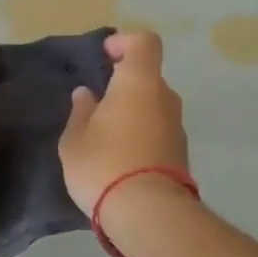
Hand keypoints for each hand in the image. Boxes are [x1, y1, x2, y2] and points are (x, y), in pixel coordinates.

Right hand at [58, 31, 189, 216]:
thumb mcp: (75, 140)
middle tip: (98, 106)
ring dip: (134, 114)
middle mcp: (165, 98)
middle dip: (125, 86)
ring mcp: (178, 127)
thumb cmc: (103, 165)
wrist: (148, 214)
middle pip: (148, 78)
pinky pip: (159, 133)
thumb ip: (81, 112)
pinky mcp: (182, 154)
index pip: (144, 43)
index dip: (125, 42)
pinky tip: (121, 160)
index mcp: (139, 83)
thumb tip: (87, 95)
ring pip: (154, 108)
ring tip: (106, 138)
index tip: (105, 55)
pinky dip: (143, 137)